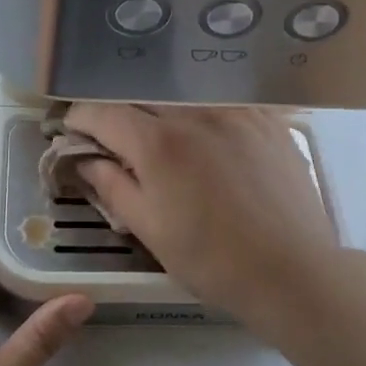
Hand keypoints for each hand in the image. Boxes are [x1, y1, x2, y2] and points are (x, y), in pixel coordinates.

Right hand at [64, 105, 342, 342]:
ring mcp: (236, 110)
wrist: (293, 272)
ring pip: (182, 93)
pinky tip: (204, 133)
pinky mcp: (268, 119)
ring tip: (158, 133)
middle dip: (117, 111)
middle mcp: (195, 112)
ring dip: (159, 107)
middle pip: (140, 95)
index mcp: (158, 142)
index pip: (102, 111)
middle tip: (111, 136)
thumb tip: (84, 158)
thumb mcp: (149, 229)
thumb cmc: (212, 260)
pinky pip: (222, 100)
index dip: (79, 119)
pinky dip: (201, 111)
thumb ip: (111, 186)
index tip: (72, 132)